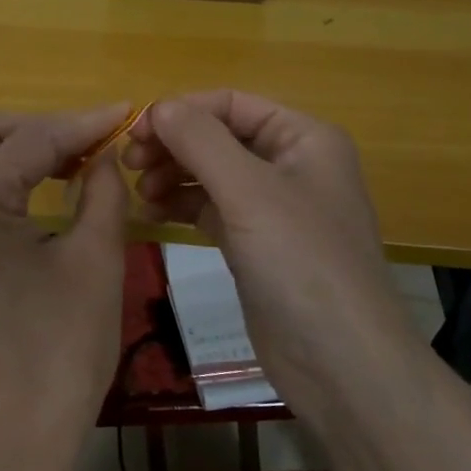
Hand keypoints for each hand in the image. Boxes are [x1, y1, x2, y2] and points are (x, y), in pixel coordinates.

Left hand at [0, 105, 133, 444]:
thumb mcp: (97, 258)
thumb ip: (102, 189)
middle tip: (84, 146)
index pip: (30, 138)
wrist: (19, 423)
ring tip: (73, 164)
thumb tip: (104, 153)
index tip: (124, 113)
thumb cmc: (64, 345)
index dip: (82, 121)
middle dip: (34, 126)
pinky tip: (48, 189)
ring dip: (19, 147)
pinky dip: (7, 175)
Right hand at [123, 91, 417, 422]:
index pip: (231, 104)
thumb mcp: (249, 192)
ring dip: (173, 176)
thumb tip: (159, 106)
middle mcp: (291, 165)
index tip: (135, 133)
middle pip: (219, 137)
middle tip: (129, 164)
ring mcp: (273, 208)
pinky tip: (151, 214)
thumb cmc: (302, 263)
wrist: (342, 365)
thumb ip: (201, 141)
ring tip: (140, 193)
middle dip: (174, 146)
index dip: (182, 111)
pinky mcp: (256, 245)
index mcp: (304, 138)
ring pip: (211, 174)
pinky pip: (211, 209)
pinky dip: (182, 207)